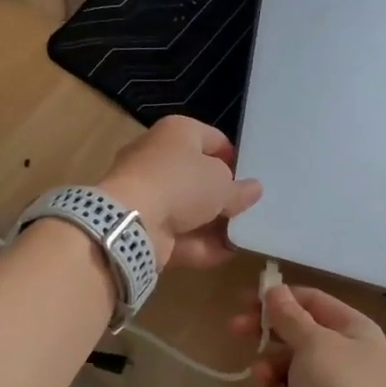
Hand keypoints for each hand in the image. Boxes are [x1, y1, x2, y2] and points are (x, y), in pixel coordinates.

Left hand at [98, 116, 261, 270]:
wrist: (132, 221)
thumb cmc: (181, 184)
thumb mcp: (222, 184)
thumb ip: (240, 189)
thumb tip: (253, 189)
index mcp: (177, 133)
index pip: (213, 139)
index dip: (234, 158)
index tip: (250, 178)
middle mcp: (159, 158)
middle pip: (198, 176)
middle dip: (222, 195)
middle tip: (249, 209)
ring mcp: (148, 193)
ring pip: (188, 208)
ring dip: (214, 224)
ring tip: (245, 236)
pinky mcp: (144, 225)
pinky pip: (179, 233)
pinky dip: (201, 244)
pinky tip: (227, 254)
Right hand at [231, 283, 385, 386]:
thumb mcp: (314, 344)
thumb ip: (289, 316)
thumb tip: (273, 290)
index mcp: (355, 332)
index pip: (313, 301)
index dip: (281, 297)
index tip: (246, 299)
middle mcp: (343, 356)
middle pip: (296, 332)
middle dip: (267, 331)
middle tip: (235, 328)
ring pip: (285, 364)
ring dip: (269, 367)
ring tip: (263, 379)